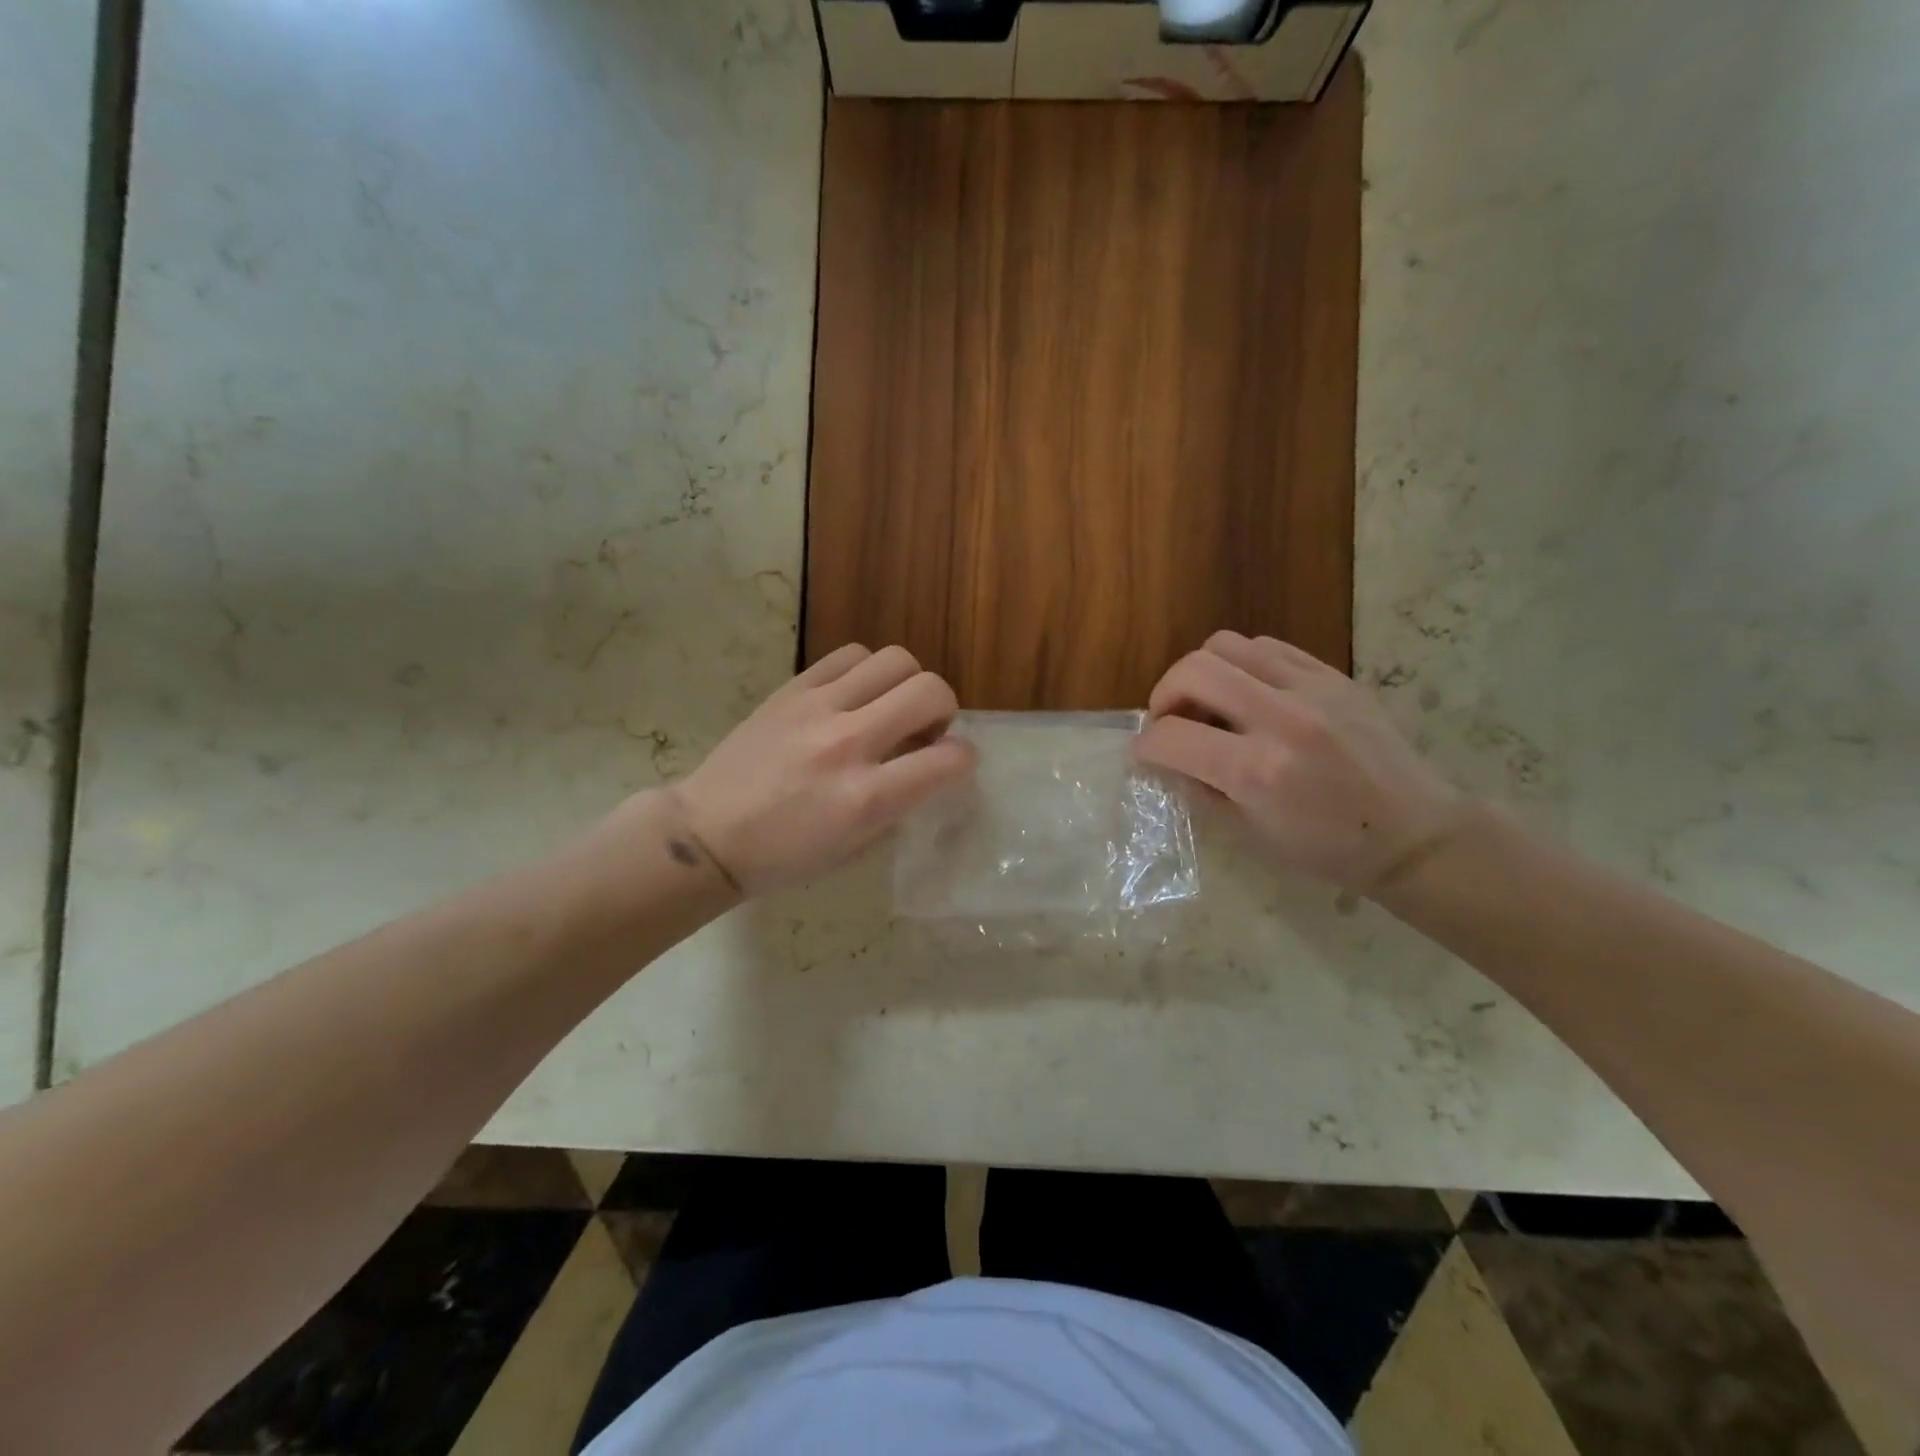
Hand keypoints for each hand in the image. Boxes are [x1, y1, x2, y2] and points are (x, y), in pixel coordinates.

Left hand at [669, 644, 974, 894]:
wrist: (708, 833)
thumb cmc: (785, 856)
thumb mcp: (855, 847)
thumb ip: (901, 802)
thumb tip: (929, 763)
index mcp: (866, 798)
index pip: (948, 759)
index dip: (963, 760)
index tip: (950, 764)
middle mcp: (848, 743)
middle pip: (930, 690)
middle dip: (944, 709)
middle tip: (923, 730)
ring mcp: (818, 708)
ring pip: (895, 660)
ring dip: (907, 683)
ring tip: (889, 706)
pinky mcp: (792, 689)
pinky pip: (850, 655)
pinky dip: (867, 671)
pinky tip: (855, 695)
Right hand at [1135, 631, 1463, 892]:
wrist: (1414, 834)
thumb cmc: (1328, 849)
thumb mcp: (1250, 834)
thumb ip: (1199, 789)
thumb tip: (1164, 759)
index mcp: (1257, 771)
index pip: (1172, 736)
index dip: (1145, 746)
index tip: (1145, 754)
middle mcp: (1281, 719)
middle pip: (1193, 671)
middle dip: (1163, 695)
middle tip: (1169, 720)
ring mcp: (1311, 689)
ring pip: (1226, 645)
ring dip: (1201, 673)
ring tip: (1209, 703)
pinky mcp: (1333, 675)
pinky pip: (1266, 647)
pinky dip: (1241, 664)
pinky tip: (1247, 693)